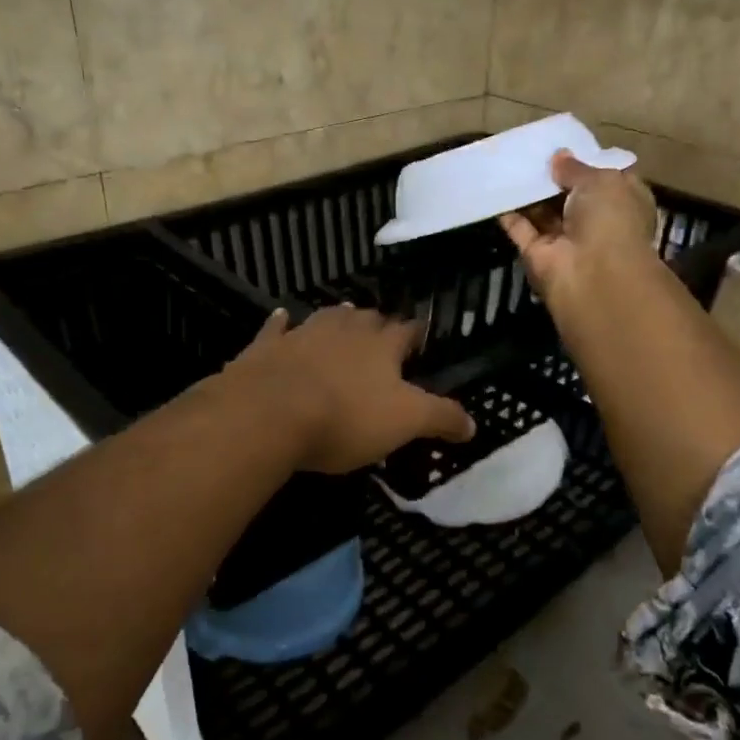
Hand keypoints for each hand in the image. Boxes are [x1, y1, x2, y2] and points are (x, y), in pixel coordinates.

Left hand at [224, 305, 475, 473]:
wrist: (269, 414)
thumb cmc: (346, 417)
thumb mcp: (406, 422)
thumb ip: (441, 418)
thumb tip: (473, 423)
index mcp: (381, 345)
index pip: (407, 331)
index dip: (416, 334)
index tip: (422, 338)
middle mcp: (344, 330)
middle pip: (367, 319)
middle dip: (377, 324)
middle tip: (383, 334)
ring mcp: (302, 335)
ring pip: (326, 317)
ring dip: (337, 318)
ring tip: (345, 317)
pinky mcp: (265, 348)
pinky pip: (276, 329)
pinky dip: (281, 324)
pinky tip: (282, 318)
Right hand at [499, 149, 659, 301]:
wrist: (593, 274)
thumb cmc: (610, 219)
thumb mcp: (600, 180)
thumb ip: (576, 168)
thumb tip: (558, 156)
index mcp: (622, 203)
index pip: (604, 180)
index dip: (586, 164)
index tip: (564, 147)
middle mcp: (595, 222)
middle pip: (569, 196)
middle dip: (552, 177)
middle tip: (530, 151)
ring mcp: (565, 240)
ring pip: (543, 212)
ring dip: (529, 191)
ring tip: (509, 162)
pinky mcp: (538, 254)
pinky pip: (520, 229)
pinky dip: (508, 212)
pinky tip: (496, 188)